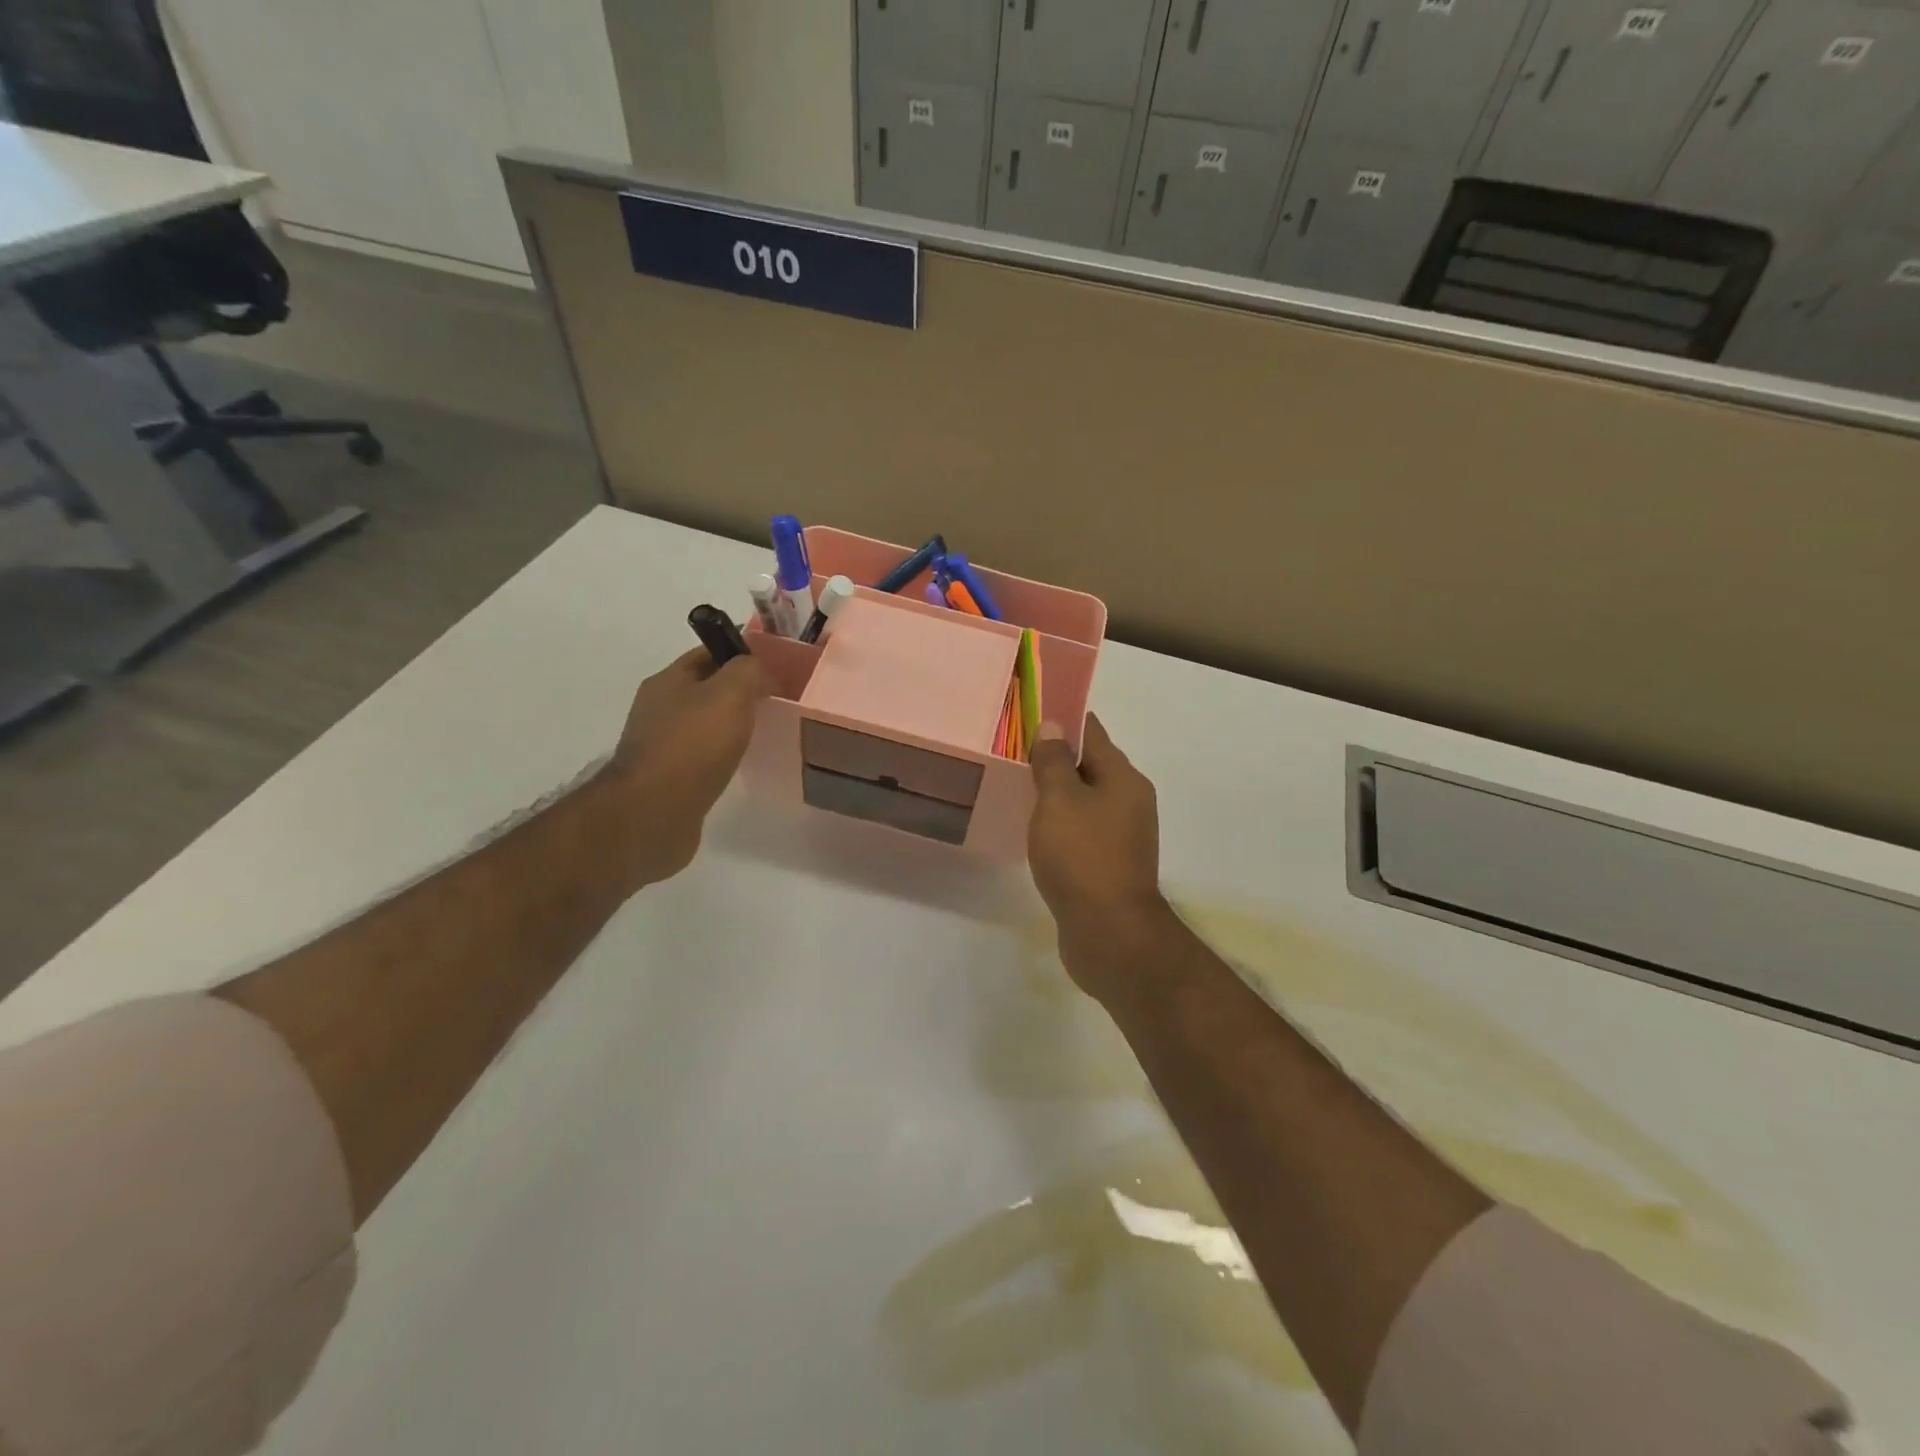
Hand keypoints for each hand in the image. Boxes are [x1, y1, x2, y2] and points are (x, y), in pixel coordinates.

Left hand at [607, 646, 770, 881]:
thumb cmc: (692, 745)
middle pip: (705, 689)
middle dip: (738, 691)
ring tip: (763, 734)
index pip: (708, 653)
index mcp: (668, 681)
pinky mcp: (667, 779)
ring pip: (704, 724)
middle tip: (776, 701)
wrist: (653, 813)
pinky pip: (701, 756)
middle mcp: (658, 709)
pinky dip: (722, 755)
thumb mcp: (730, 693)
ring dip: (730, 726)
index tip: (775, 666)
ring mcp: (660, 745)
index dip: (741, 654)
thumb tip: (761, 672)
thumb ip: (749, 671)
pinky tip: (740, 765)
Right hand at [1028, 713, 1171, 998]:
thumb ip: (1053, 762)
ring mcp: (1123, 835)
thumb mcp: (1059, 801)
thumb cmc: (1083, 857)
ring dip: (1059, 793)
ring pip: (1086, 800)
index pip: (1092, 733)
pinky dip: (1062, 823)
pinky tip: (1037, 830)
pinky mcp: (1111, 864)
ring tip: (1020, 786)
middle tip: (1015, 751)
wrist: (1110, 932)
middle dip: (1057, 757)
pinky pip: (1083, 830)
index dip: (1063, 720)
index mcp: (1123, 778)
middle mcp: (1130, 801)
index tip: (1031, 714)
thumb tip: (1053, 726)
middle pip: (1091, 766)